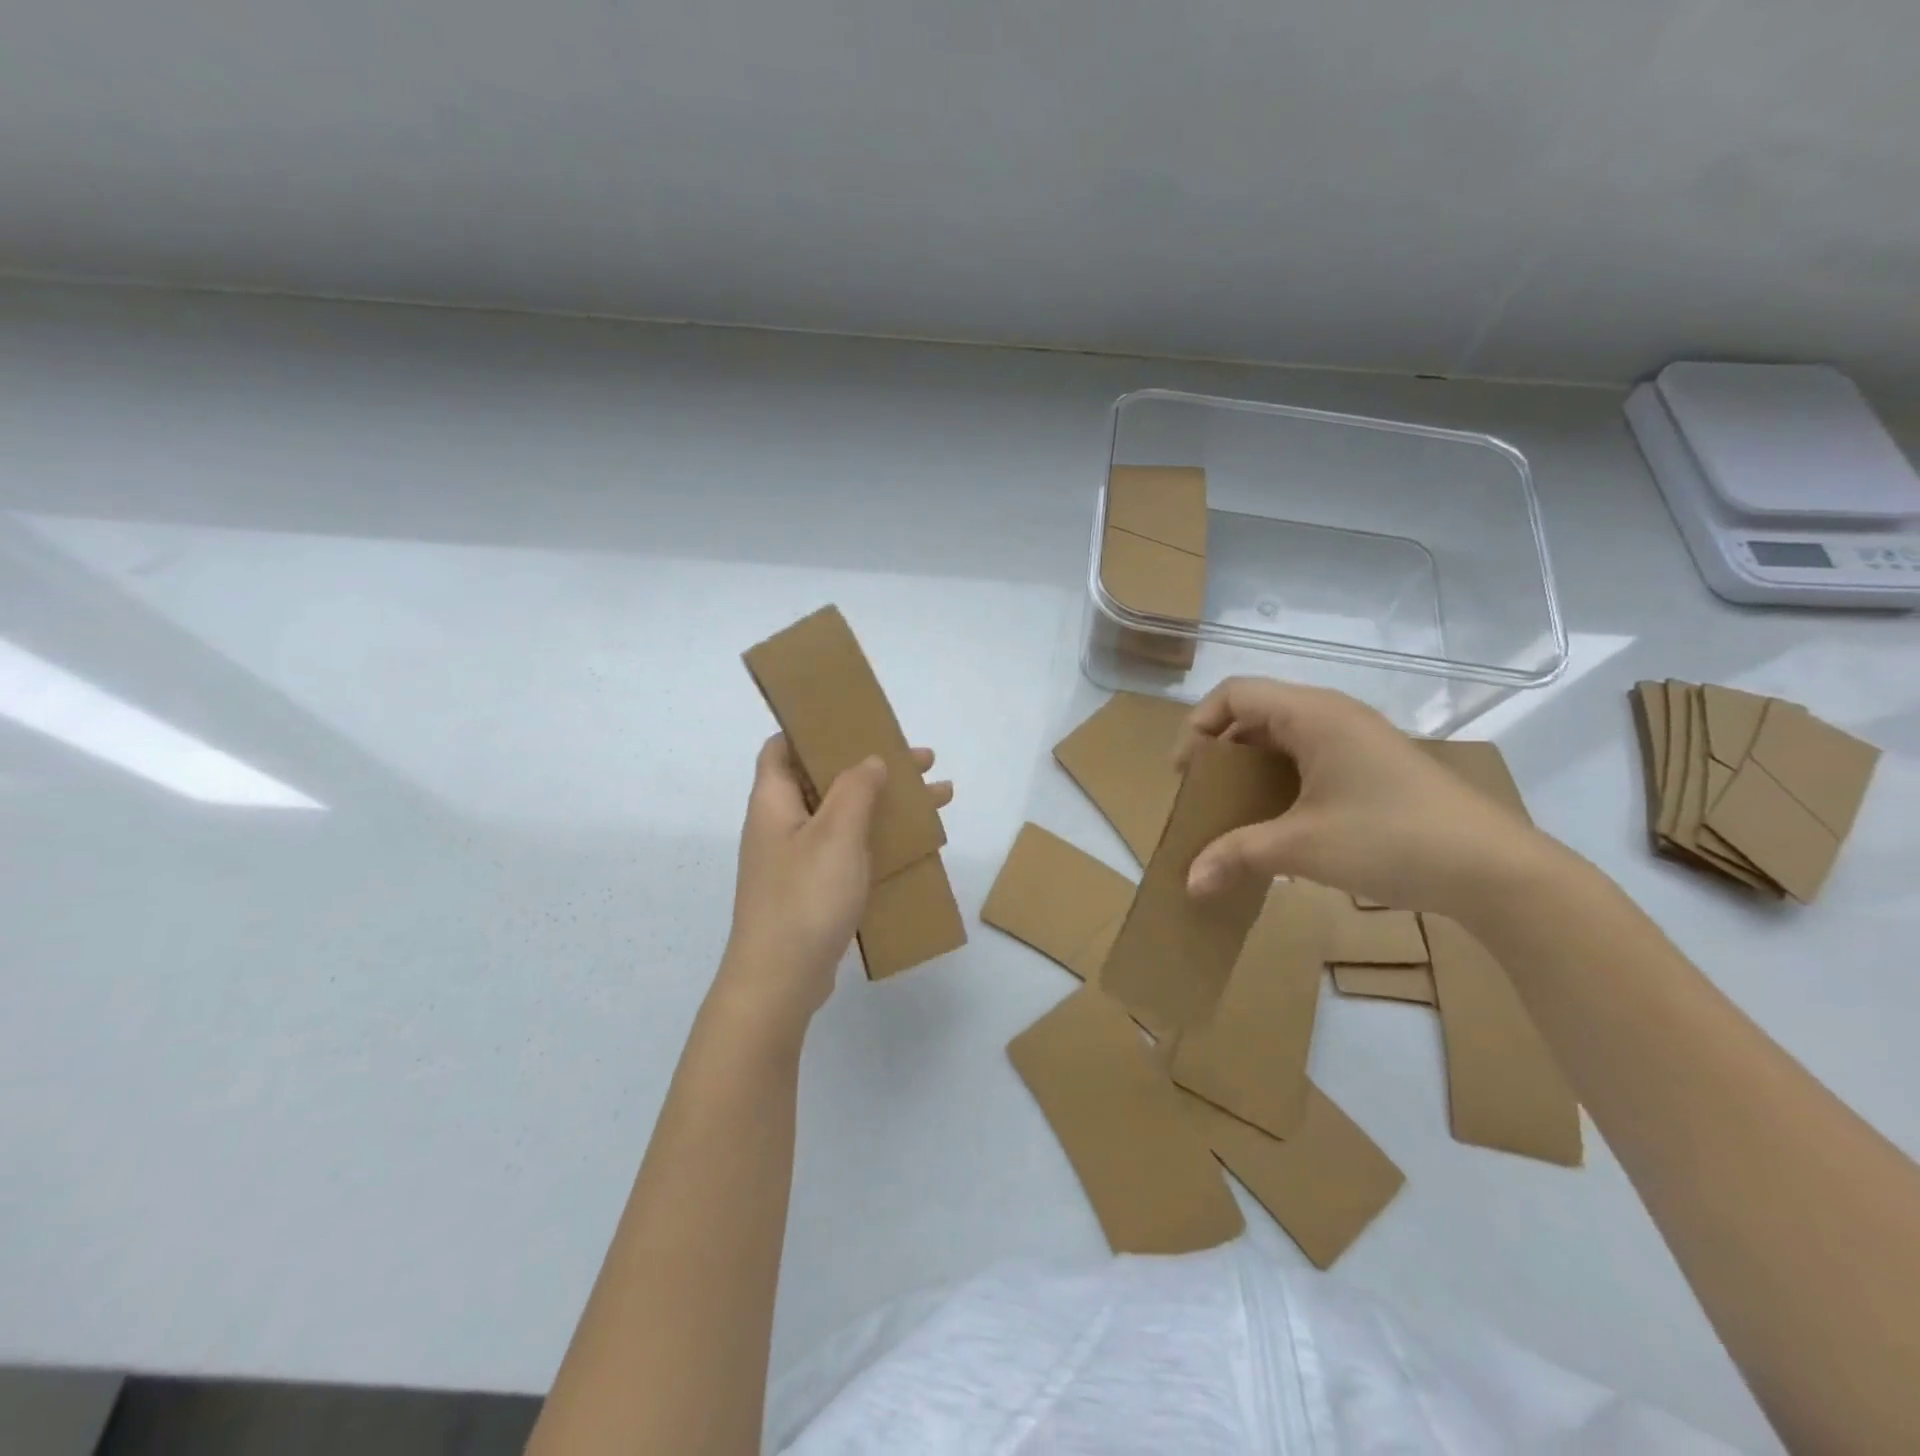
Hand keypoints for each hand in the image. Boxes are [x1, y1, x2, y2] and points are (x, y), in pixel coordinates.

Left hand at [717, 735, 951, 1032]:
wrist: (780, 982)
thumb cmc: (805, 897)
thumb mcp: (836, 834)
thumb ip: (855, 789)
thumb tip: (868, 760)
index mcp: (775, 802)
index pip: (783, 747)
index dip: (814, 729)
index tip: (856, 722)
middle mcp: (782, 825)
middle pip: (827, 780)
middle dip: (873, 766)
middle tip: (922, 761)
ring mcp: (797, 860)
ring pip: (845, 816)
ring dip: (886, 804)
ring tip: (938, 797)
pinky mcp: (813, 890)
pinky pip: (849, 850)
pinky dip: (879, 840)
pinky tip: (915, 845)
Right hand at [1175, 677, 1550, 913]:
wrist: (1494, 870)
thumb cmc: (1389, 840)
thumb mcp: (1301, 847)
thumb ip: (1236, 856)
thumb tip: (1189, 882)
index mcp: (1311, 714)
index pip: (1234, 693)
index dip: (1198, 726)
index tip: (1187, 775)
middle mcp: (1333, 714)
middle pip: (1256, 712)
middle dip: (1220, 750)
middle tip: (1204, 795)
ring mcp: (1358, 739)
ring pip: (1284, 736)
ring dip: (1251, 768)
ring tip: (1234, 811)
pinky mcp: (1374, 765)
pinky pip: (1310, 757)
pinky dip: (1282, 780)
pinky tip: (1280, 821)